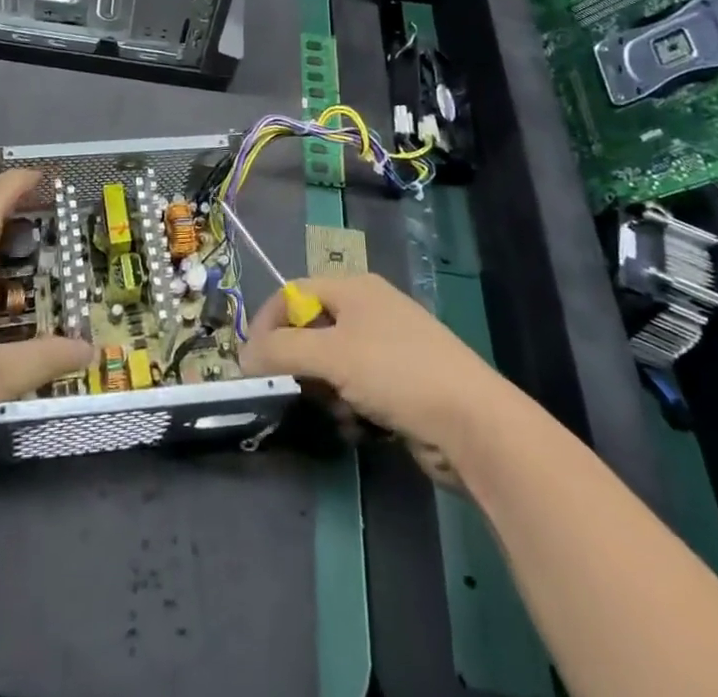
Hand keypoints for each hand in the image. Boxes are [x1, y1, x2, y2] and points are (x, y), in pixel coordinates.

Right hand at [240, 273, 502, 454]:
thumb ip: (281, 351)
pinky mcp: (404, 384)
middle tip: (293, 392)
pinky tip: (361, 429)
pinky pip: (359, 389)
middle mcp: (370, 309)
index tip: (252, 362)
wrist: (474, 423)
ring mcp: (390, 347)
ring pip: (334, 365)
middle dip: (299, 364)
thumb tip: (243, 356)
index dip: (268, 323)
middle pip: (313, 330)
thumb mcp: (330, 355)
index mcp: (354, 287)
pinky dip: (352, 408)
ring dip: (326, 392)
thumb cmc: (396, 373)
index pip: (293, 293)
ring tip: (337, 413)